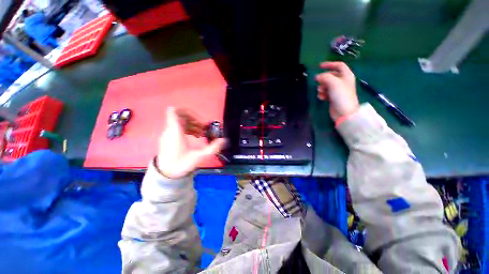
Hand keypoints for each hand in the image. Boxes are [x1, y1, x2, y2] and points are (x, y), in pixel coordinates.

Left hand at [156, 107, 224, 178]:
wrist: (166, 175)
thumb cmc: (181, 165)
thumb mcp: (199, 157)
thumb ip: (213, 148)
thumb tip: (223, 140)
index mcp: (175, 131)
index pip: (174, 111)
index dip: (187, 111)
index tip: (199, 120)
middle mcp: (170, 130)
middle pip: (181, 116)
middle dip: (194, 120)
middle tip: (204, 128)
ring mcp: (168, 134)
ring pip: (180, 122)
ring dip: (193, 125)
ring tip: (202, 134)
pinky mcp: (169, 139)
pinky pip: (179, 128)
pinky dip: (189, 129)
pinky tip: (196, 136)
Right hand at [315, 62, 359, 121]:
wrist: (344, 112)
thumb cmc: (341, 95)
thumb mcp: (333, 83)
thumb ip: (324, 77)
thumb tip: (317, 77)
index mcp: (346, 75)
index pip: (339, 65)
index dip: (329, 64)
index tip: (319, 66)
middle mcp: (343, 81)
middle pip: (331, 76)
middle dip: (323, 78)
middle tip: (317, 82)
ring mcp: (338, 90)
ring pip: (327, 84)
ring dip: (322, 87)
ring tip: (320, 92)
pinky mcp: (333, 97)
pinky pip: (326, 92)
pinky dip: (322, 94)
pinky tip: (321, 97)